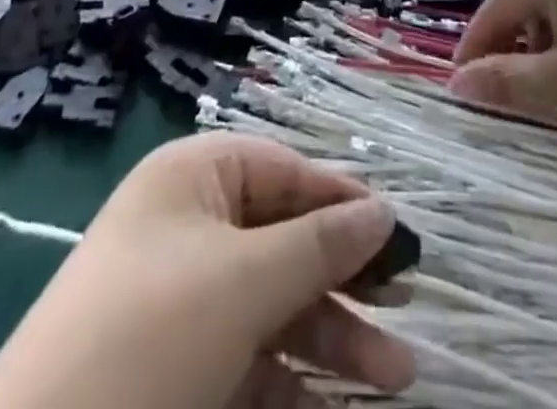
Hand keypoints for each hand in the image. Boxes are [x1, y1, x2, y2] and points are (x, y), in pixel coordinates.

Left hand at [0, 135, 415, 408]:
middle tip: (406, 312)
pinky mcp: (175, 369)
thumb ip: (320, 245)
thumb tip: (385, 210)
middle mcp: (188, 226)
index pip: (286, 172)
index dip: (343, 201)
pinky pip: (250, 357)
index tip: (400, 237)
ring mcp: (180, 300)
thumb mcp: (244, 282)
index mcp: (194, 178)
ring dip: (332, 337)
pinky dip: (292, 380)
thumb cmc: (151, 338)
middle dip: (345, 281)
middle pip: (285, 239)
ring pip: (273, 303)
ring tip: (396, 377)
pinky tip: (336, 406)